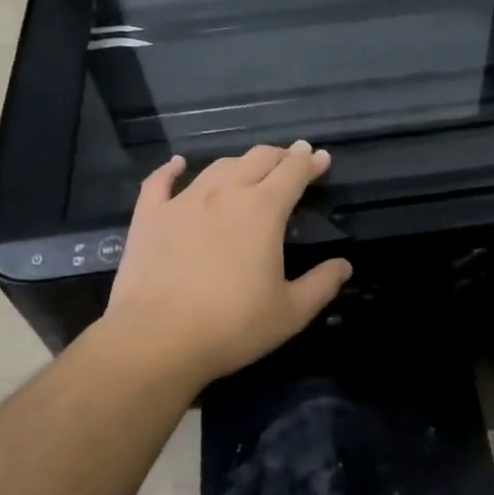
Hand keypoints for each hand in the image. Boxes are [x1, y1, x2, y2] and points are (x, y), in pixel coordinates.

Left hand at [101, 142, 351, 394]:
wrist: (156, 339)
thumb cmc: (232, 326)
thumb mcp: (290, 312)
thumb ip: (321, 285)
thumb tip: (344, 266)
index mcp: (263, 210)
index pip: (293, 172)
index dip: (310, 162)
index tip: (321, 158)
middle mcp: (225, 193)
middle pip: (257, 159)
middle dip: (280, 155)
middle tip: (291, 159)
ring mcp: (183, 201)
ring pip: (217, 166)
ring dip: (240, 162)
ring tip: (249, 168)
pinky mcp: (149, 216)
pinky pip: (160, 181)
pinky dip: (172, 168)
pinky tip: (178, 163)